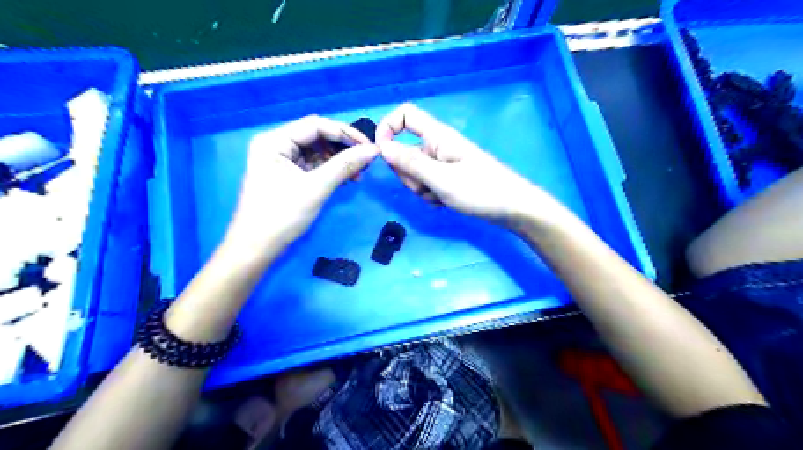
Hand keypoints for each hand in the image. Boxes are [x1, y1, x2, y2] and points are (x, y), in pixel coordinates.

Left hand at [224, 114, 378, 250]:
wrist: (256, 248)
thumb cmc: (282, 216)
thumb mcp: (316, 188)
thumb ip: (345, 165)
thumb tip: (373, 150)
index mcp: (274, 141)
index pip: (316, 125)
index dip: (345, 133)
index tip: (369, 146)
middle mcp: (276, 144)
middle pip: (316, 136)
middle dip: (343, 147)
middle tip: (366, 161)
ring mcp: (280, 160)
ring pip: (317, 151)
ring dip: (339, 160)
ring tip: (358, 174)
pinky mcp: (286, 174)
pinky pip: (313, 165)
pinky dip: (330, 170)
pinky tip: (346, 179)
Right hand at [377, 104, 559, 226]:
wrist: (513, 208)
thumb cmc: (480, 190)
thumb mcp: (440, 178)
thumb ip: (409, 162)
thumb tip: (381, 147)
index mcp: (437, 135)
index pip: (405, 115)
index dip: (388, 127)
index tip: (381, 153)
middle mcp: (437, 145)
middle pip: (404, 150)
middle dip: (408, 174)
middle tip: (427, 186)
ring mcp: (443, 162)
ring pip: (414, 172)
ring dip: (421, 187)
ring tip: (441, 196)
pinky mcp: (447, 177)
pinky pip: (427, 183)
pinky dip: (431, 194)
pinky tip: (446, 201)